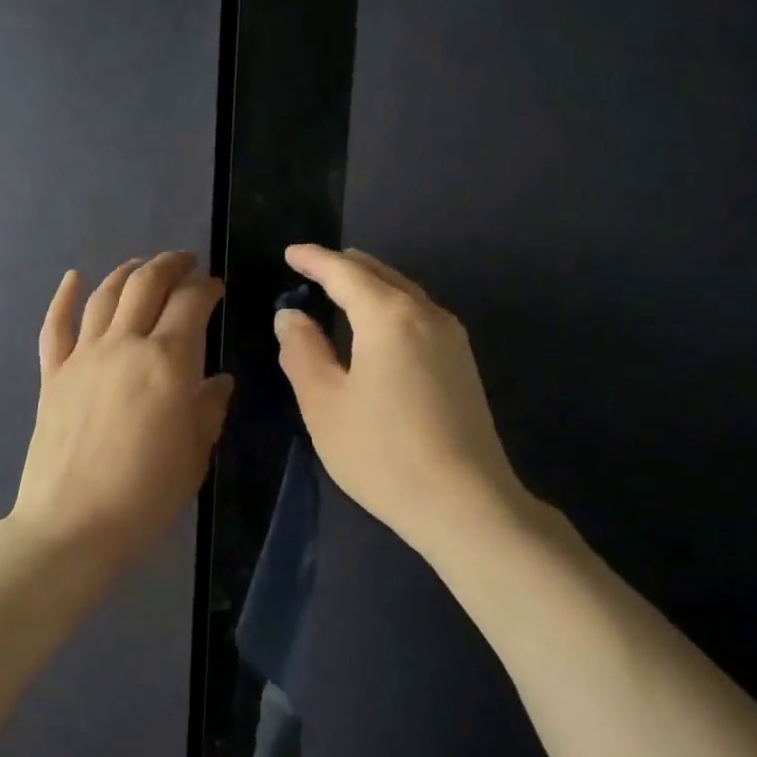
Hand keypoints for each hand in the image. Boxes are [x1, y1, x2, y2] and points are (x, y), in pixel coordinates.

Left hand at [11, 252, 233, 572]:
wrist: (73, 524)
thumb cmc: (145, 494)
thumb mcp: (195, 454)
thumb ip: (209, 408)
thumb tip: (218, 380)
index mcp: (167, 362)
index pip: (190, 304)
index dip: (207, 288)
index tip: (216, 287)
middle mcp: (123, 345)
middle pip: (145, 285)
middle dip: (169, 266)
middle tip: (185, 263)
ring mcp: (82, 357)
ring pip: (104, 296)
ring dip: (126, 272)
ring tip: (141, 266)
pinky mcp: (52, 376)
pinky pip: (55, 326)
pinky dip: (64, 298)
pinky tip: (73, 278)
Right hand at [274, 244, 534, 554]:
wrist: (465, 503)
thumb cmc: (382, 452)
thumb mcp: (324, 403)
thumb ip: (302, 352)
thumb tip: (291, 316)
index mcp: (388, 316)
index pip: (345, 273)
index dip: (315, 260)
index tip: (291, 252)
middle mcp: (426, 315)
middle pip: (381, 275)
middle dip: (345, 266)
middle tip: (315, 266)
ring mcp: (452, 340)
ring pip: (405, 294)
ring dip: (371, 285)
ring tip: (344, 288)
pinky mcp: (463, 365)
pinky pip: (419, 316)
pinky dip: (391, 307)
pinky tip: (379, 326)